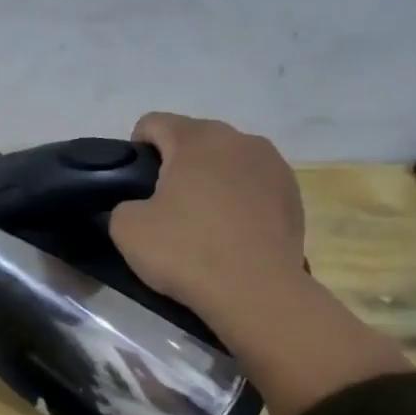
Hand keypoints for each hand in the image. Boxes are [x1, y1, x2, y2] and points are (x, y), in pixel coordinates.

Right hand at [110, 112, 412, 414]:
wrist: (256, 292)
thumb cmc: (187, 252)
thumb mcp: (126, 229)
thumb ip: (122, 204)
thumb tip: (137, 205)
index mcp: (196, 139)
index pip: (153, 122)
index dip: (134, 150)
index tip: (133, 186)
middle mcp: (239, 139)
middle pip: (193, 139)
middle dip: (175, 164)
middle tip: (163, 208)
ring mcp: (273, 164)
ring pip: (226, 161)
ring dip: (209, 179)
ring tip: (201, 222)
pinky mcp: (293, 193)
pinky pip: (252, 184)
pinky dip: (237, 199)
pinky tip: (231, 233)